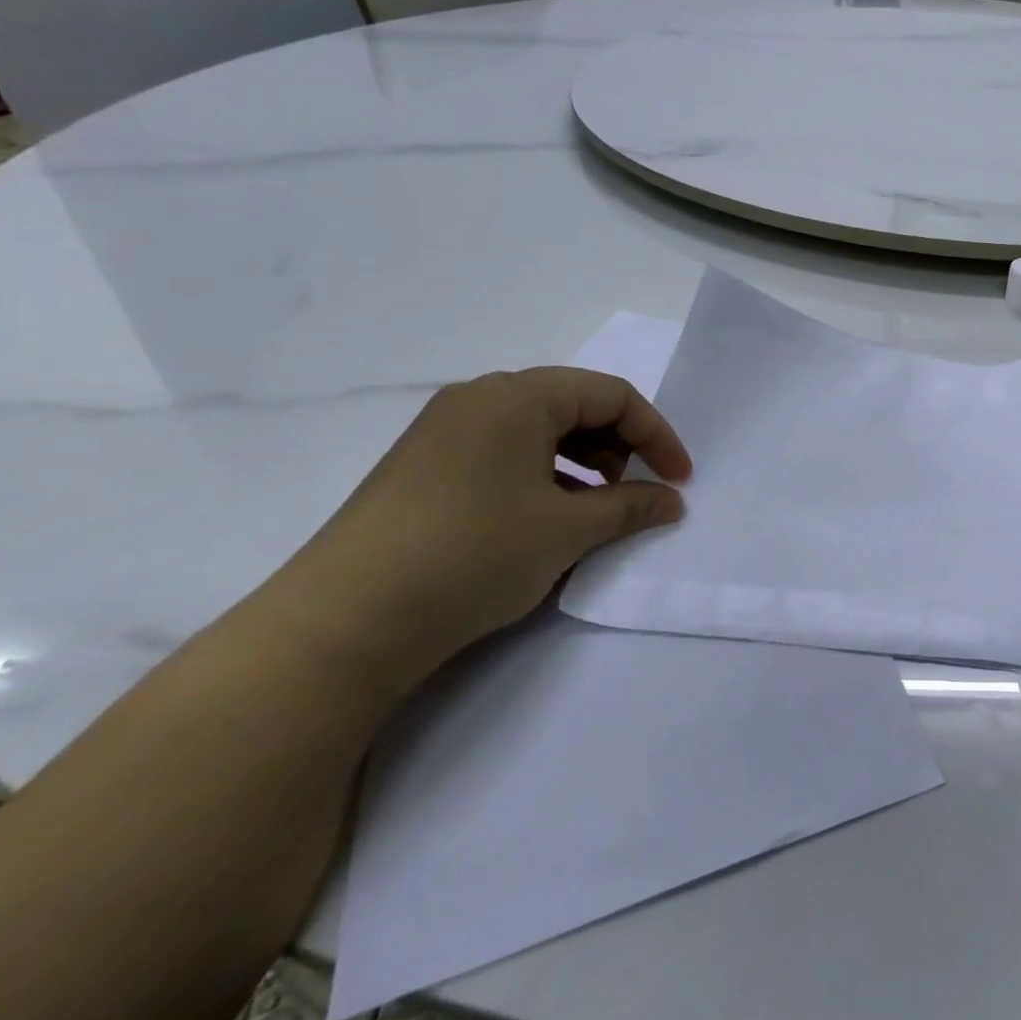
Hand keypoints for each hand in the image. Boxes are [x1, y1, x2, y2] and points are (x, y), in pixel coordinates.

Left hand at [270, 368, 690, 688]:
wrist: (340, 624)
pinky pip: (504, 453)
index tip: (679, 480)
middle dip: (619, 446)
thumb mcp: (567, 530)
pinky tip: (544, 521)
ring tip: (592, 510)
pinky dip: (541, 476)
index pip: (611, 395)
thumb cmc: (472, 554)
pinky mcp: (424, 466)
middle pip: (574, 405)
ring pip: (538, 430)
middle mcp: (479, 398)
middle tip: (634, 492)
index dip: (656, 435)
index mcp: (517, 396)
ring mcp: (444, 431)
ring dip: (582, 463)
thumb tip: (672, 501)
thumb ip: (630, 507)